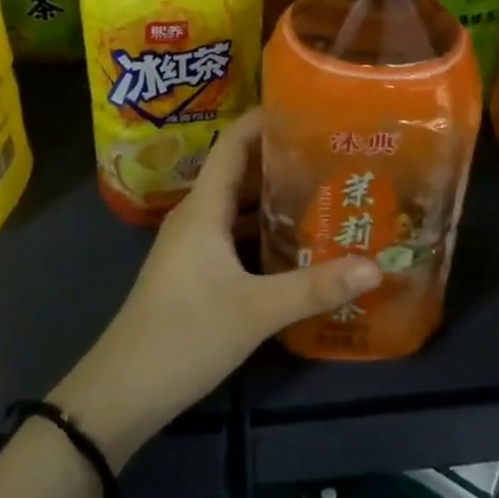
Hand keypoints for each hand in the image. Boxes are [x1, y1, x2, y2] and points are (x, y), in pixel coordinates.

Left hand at [48, 110, 381, 468]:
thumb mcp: (256, 310)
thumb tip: (375, 265)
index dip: (263, 119)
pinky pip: (233, 235)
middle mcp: (197, 216)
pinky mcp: (194, 272)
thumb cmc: (185, 334)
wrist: (123, 391)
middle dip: (281, 158)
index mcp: (204, 207)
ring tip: (324, 190)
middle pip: (240, 172)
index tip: (306, 107)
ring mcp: (193, 245)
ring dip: (273, 197)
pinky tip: (295, 242)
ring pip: (237, 206)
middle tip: (331, 151)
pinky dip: (262, 231)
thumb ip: (315, 287)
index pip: (233, 143)